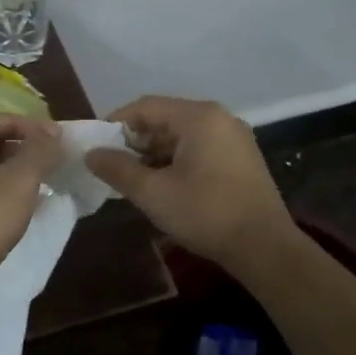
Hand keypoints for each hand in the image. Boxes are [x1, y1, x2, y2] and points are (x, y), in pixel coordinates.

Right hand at [85, 96, 295, 267]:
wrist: (265, 248)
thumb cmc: (205, 213)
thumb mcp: (152, 193)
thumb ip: (117, 169)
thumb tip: (91, 154)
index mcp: (198, 117)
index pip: (145, 107)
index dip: (116, 124)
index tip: (96, 147)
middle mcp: (219, 118)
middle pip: (165, 118)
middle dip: (136, 141)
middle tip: (114, 167)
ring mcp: (234, 137)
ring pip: (182, 135)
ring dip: (155, 153)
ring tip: (135, 179)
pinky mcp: (242, 158)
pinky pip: (200, 147)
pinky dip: (177, 160)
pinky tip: (165, 184)